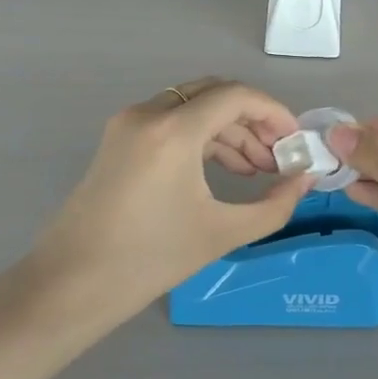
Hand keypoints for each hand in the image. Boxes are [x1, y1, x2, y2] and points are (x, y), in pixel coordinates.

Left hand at [0, 79, 310, 339]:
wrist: (72, 284)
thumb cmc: (150, 259)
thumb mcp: (222, 232)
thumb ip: (274, 205)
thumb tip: (305, 181)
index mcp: (173, 130)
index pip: (235, 97)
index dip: (273, 113)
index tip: (296, 141)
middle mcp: (148, 113)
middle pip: (214, 94)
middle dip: (252, 120)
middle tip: (278, 156)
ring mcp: (128, 124)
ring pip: (192, 107)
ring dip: (228, 131)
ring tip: (256, 171)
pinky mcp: (118, 140)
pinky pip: (170, 123)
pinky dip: (201, 138)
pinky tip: (223, 171)